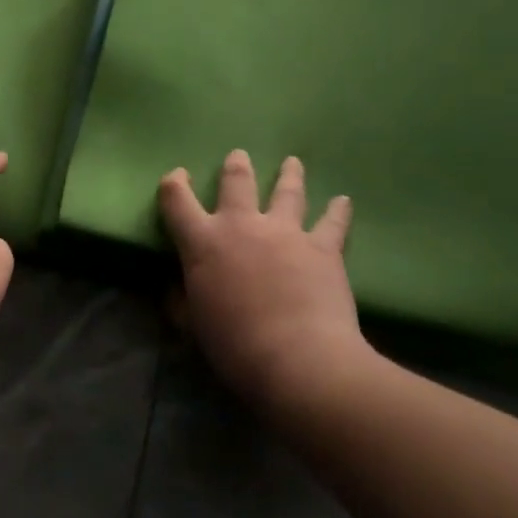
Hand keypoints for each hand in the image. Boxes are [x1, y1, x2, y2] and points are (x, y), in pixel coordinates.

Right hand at [159, 150, 372, 410]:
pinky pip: (332, 222)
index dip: (174, 184)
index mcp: (202, 242)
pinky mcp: (323, 247)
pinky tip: (344, 200)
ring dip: (289, 175)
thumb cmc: (235, 345)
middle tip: (239, 156)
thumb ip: (182, 301)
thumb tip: (176, 289)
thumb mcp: (193, 325)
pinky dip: (339, 210)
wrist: (299, 361)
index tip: (178, 177)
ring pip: (286, 191)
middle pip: (236, 182)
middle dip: (236, 166)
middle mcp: (241, 225)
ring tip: (292, 162)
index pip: (177, 199)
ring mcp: (285, 232)